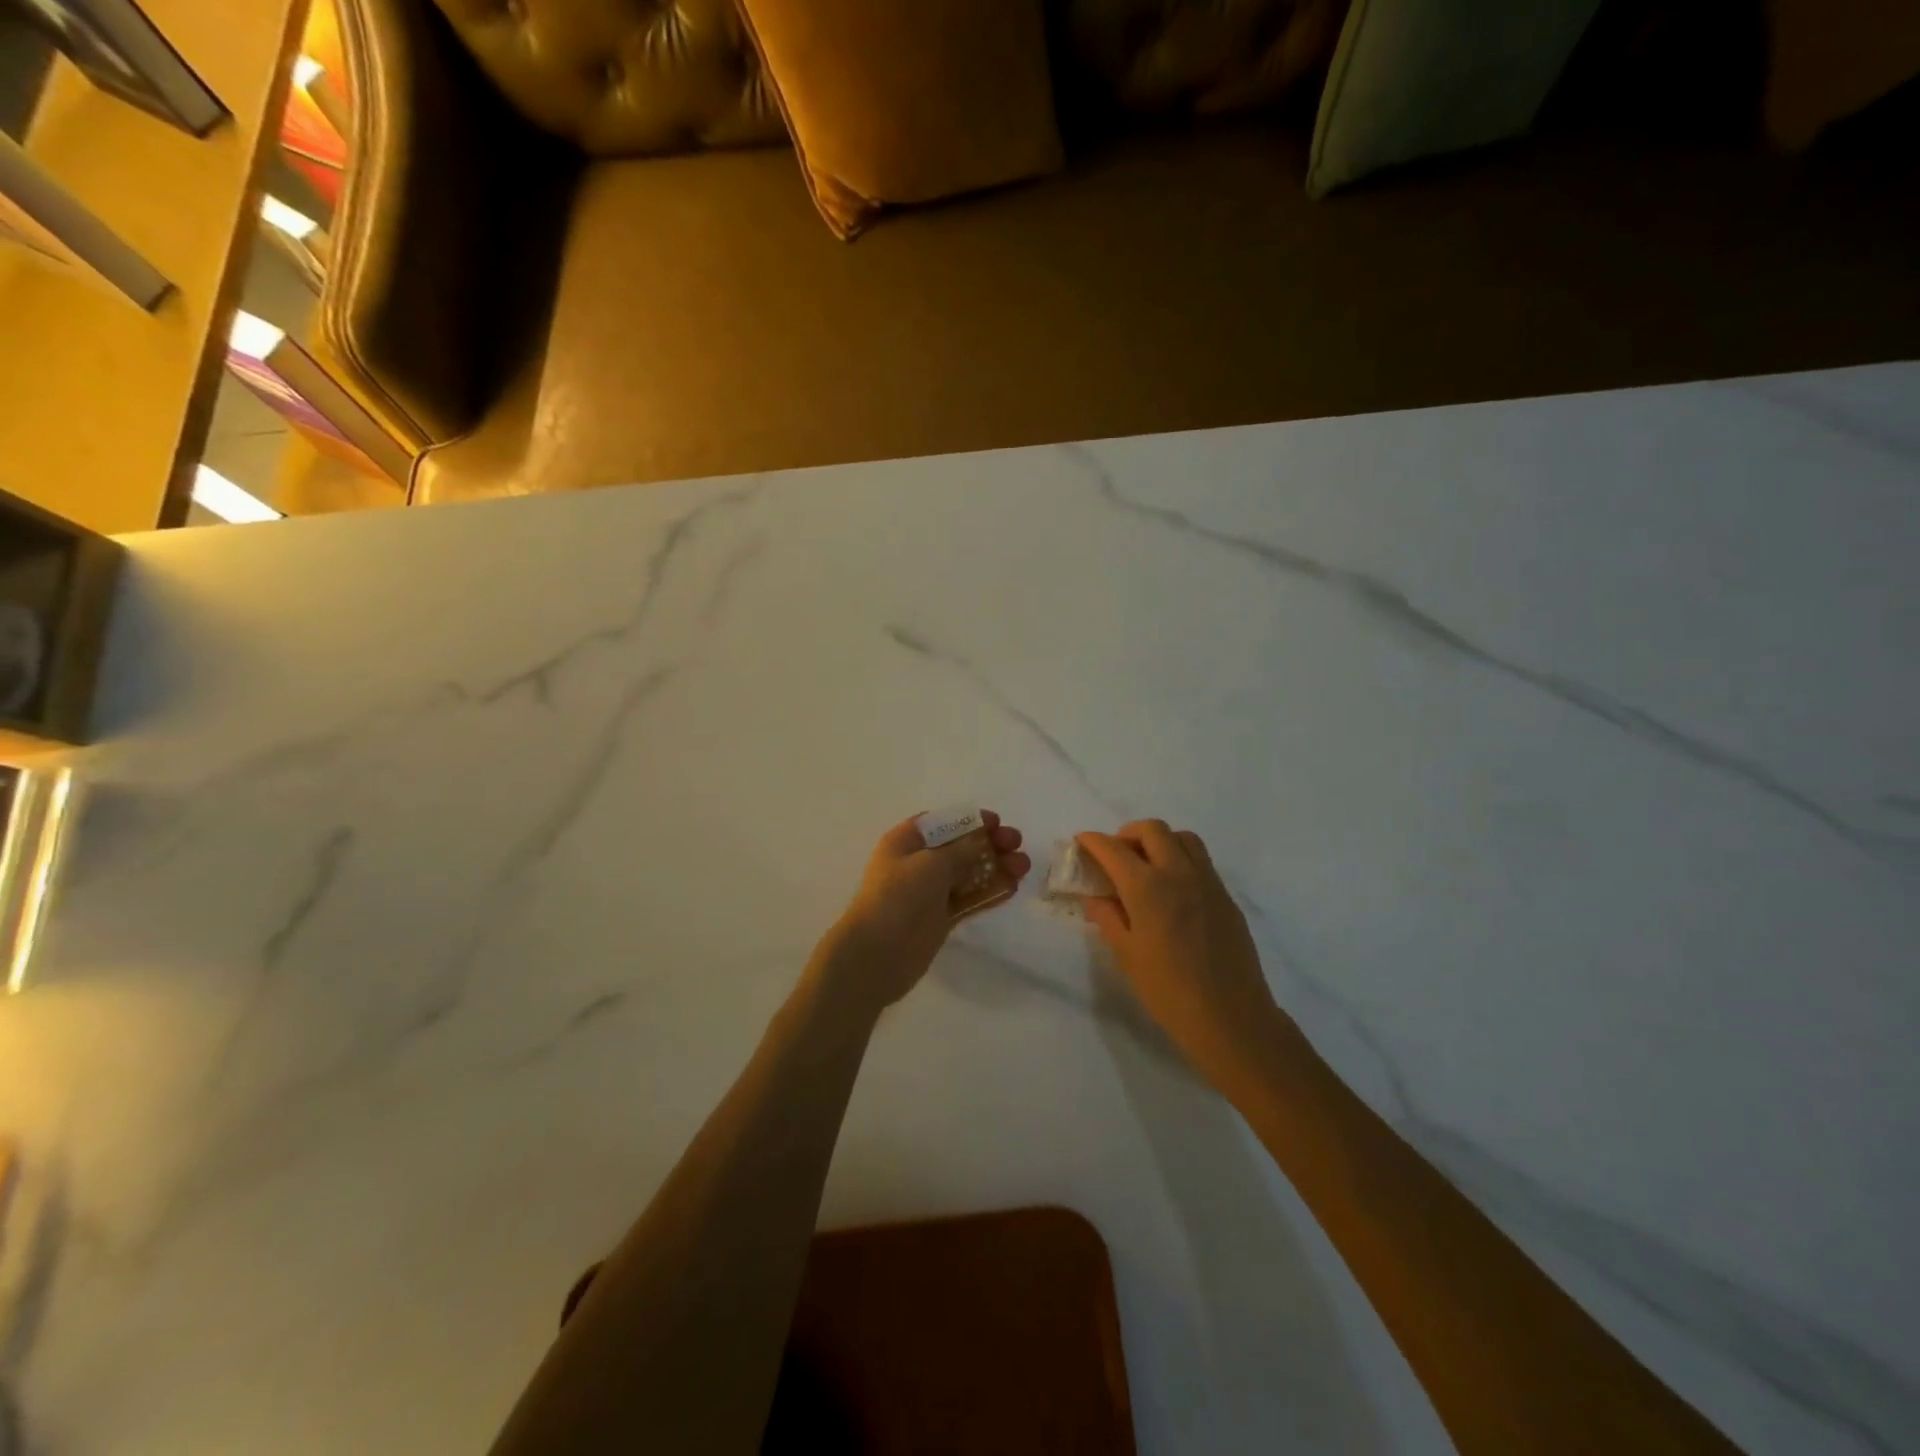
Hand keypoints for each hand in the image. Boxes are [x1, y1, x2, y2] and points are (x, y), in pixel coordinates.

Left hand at [813, 812, 1030, 1012]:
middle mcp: (916, 863)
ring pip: (967, 874)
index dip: (969, 820)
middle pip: (958, 848)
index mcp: (905, 841)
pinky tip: (1012, 887)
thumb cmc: (899, 896)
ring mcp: (928, 892)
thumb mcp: (931, 863)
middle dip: (988, 844)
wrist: (877, 954)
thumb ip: (961, 850)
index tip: (996, 823)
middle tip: (1016, 844)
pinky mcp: (939, 918)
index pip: (942, 823)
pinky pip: (968, 899)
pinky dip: (989, 892)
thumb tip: (980, 841)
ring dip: (995, 868)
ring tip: (1023, 866)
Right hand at [1076, 821, 1290, 1091]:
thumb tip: (1096, 897)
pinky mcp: (1226, 896)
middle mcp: (1178, 873)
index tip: (1082, 841)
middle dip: (1127, 833)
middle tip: (1115, 854)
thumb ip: (1108, 918)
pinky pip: (1201, 861)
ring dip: (1160, 840)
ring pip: (1183, 838)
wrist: (1230, 1017)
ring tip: (1147, 864)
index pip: (1113, 849)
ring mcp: (1207, 882)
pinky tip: (1173, 889)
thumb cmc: (1168, 991)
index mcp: (1147, 888)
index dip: (1093, 841)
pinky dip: (1181, 858)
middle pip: (1152, 830)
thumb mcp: (1127, 955)